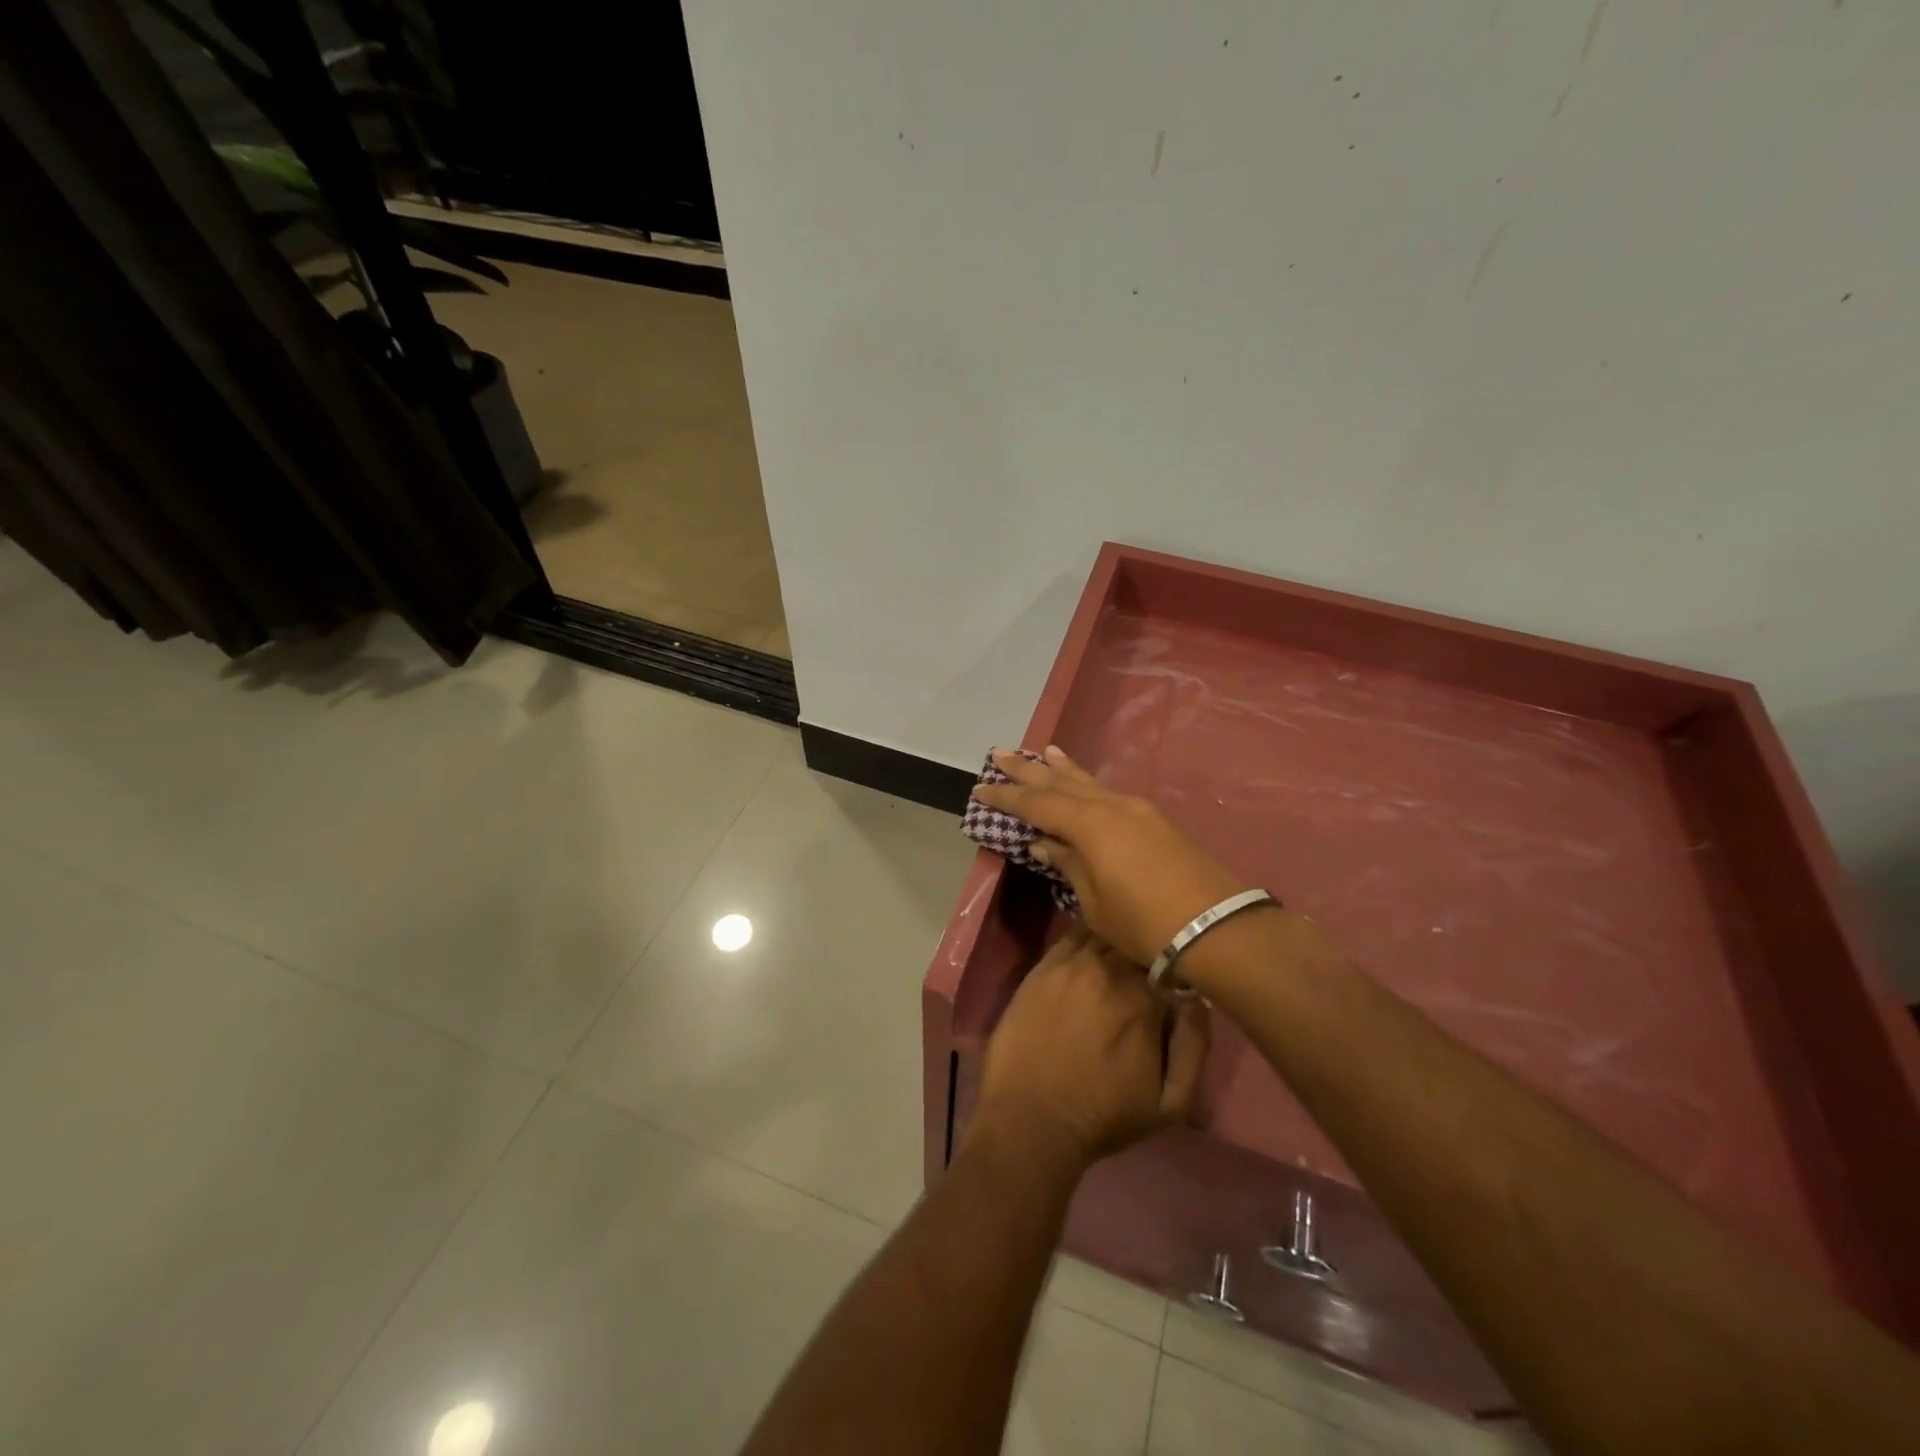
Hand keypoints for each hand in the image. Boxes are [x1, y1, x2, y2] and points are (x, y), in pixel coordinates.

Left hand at [974, 925, 1208, 1167]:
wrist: (1032, 1117)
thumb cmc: (1104, 1115)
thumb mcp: (1171, 1103)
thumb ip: (1195, 1046)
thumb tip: (1198, 999)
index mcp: (1147, 998)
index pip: (1172, 959)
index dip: (1174, 966)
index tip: (1171, 981)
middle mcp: (1111, 970)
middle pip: (1138, 940)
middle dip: (1145, 949)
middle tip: (1142, 969)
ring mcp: (1073, 963)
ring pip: (1106, 931)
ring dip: (1117, 937)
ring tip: (1119, 952)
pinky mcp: (1044, 965)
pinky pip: (1072, 934)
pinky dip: (1087, 934)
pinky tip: (1090, 945)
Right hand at [975, 746, 1252, 966]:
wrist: (1218, 928)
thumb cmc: (1144, 922)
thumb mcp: (1094, 901)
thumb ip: (1067, 864)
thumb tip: (1043, 842)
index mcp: (1089, 825)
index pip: (1037, 803)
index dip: (1007, 796)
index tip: (981, 787)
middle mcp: (1110, 806)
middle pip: (1061, 782)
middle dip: (1029, 770)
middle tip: (1000, 753)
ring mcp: (1136, 811)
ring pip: (1089, 782)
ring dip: (1062, 768)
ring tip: (1043, 751)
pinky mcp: (1154, 821)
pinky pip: (1109, 793)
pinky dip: (1089, 783)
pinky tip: (1085, 783)